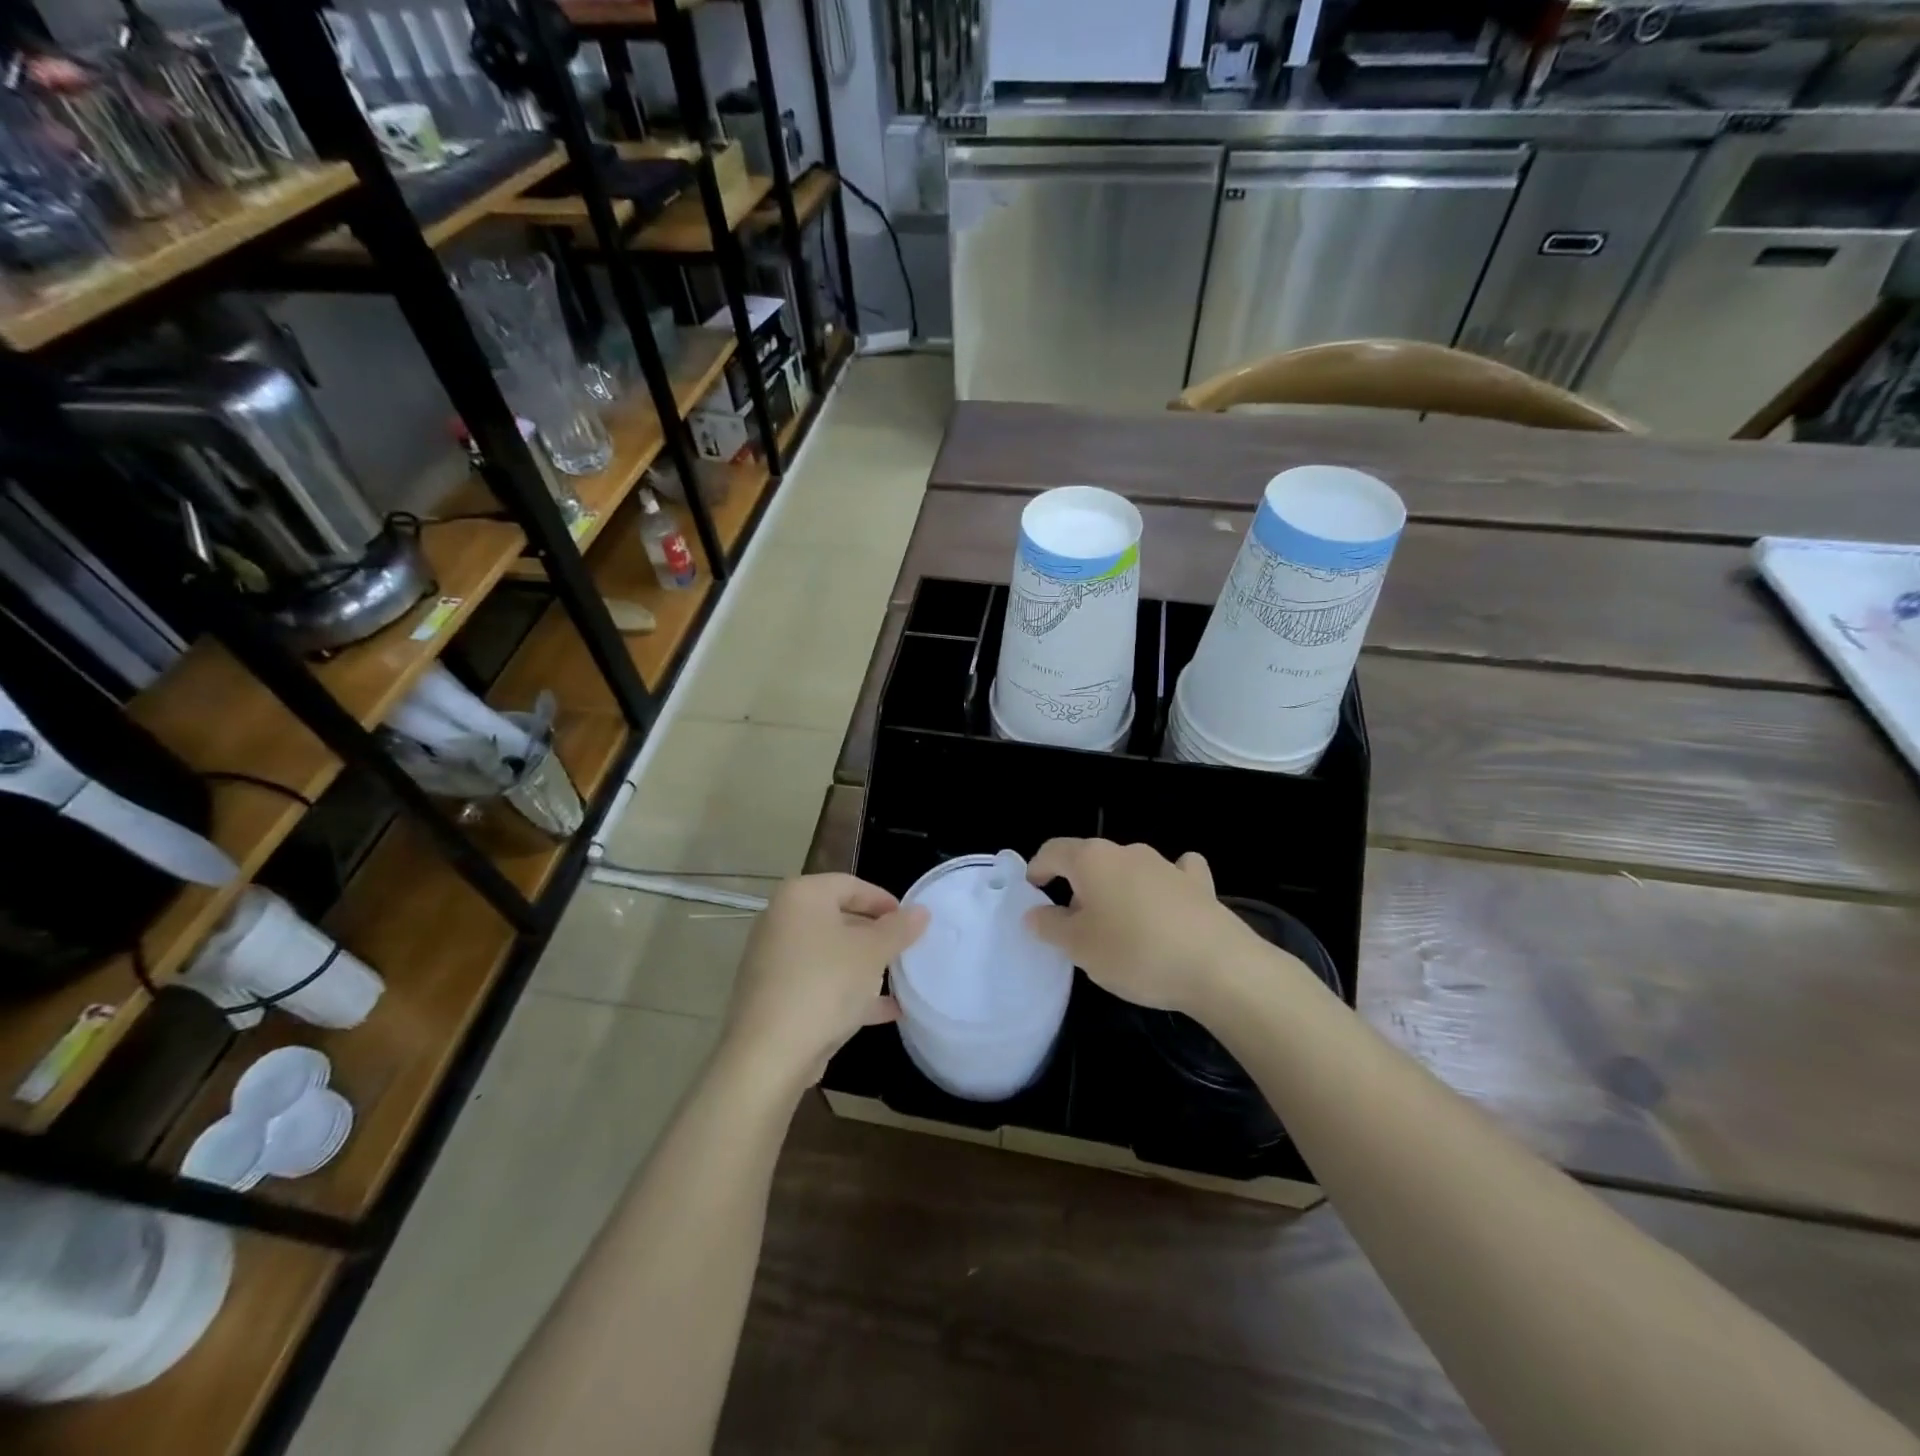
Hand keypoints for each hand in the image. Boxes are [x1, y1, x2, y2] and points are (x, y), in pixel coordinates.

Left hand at [722, 874, 927, 1089]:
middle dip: (875, 936)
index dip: (884, 901)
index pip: (850, 885)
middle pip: (838, 918)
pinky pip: (818, 983)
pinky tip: (884, 1011)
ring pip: (829, 954)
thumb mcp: (872, 953)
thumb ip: (899, 929)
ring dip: (864, 966)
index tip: (910, 922)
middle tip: (905, 951)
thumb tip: (921, 911)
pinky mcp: (773, 995)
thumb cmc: (825, 984)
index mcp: (801, 896)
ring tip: (899, 980)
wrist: (769, 1054)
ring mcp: (773, 960)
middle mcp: (780, 920)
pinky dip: (847, 991)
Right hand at [1025, 839, 1260, 1016]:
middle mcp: (1127, 851)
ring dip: (1116, 889)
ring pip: (1128, 868)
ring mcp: (1166, 864)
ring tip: (1117, 925)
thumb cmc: (1135, 953)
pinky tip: (1167, 902)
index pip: (1053, 850)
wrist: (1218, 967)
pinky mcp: (1198, 883)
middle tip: (1072, 924)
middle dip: (1076, 885)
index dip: (1037, 868)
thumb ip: (1051, 926)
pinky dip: (1162, 885)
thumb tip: (1035, 913)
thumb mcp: (1079, 947)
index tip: (1032, 893)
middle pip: (1090, 860)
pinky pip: (1173, 874)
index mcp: (1092, 859)